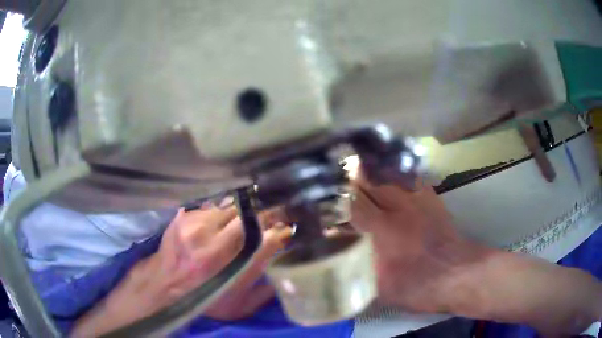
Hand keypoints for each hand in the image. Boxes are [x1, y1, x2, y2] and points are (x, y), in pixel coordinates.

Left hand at [72, 206, 290, 336]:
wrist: (164, 286)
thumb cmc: (202, 298)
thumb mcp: (238, 305)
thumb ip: (264, 289)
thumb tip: (284, 269)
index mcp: (230, 264)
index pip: (264, 235)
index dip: (279, 226)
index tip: (287, 223)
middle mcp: (213, 241)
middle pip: (248, 213)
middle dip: (264, 209)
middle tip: (273, 209)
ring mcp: (195, 225)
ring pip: (230, 205)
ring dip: (242, 207)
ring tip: (249, 210)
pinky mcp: (183, 216)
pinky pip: (211, 205)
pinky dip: (221, 208)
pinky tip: (224, 214)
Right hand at [350, 172, 601, 336]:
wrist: (459, 274)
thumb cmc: (419, 287)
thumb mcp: (380, 287)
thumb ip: (357, 268)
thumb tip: (341, 256)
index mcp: (382, 232)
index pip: (350, 204)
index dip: (334, 198)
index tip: (324, 194)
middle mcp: (397, 209)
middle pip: (367, 179)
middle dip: (349, 175)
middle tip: (336, 176)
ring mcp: (416, 198)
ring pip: (386, 172)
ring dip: (370, 169)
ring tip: (357, 169)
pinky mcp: (430, 196)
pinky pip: (406, 176)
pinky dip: (392, 173)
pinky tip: (386, 174)